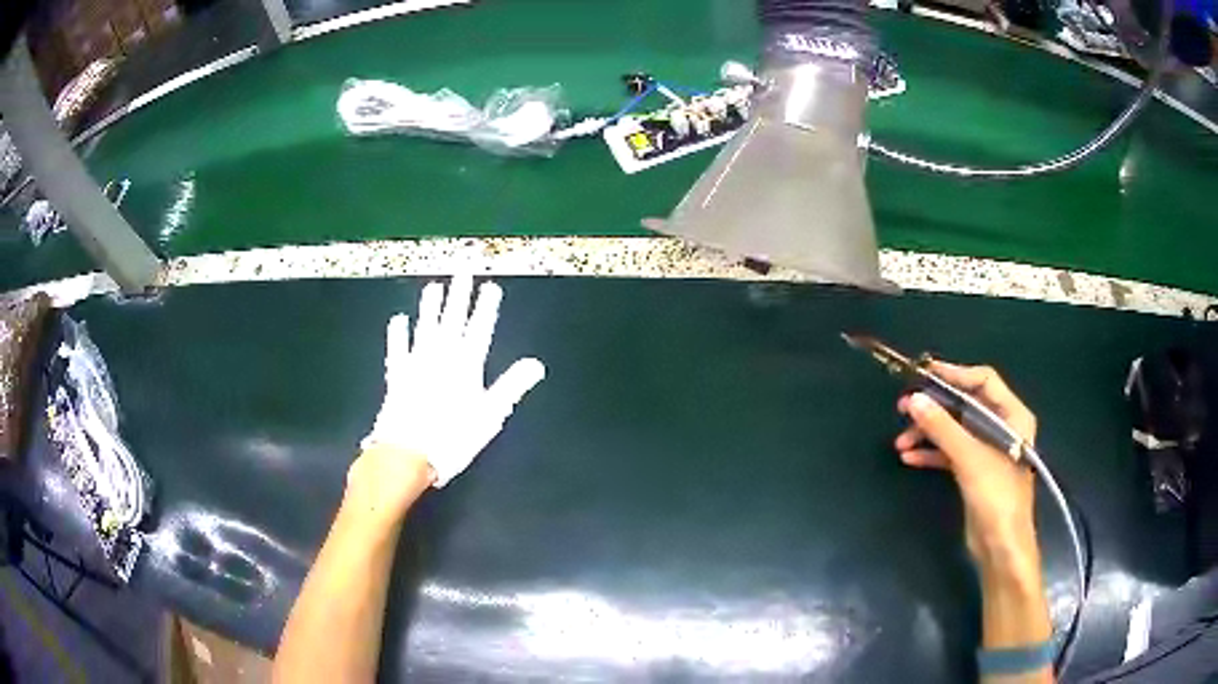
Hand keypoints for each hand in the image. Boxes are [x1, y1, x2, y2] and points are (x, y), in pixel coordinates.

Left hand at [359, 275, 545, 505]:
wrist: (407, 453)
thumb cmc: (452, 438)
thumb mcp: (489, 415)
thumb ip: (511, 386)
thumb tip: (536, 364)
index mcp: (467, 366)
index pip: (480, 329)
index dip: (486, 307)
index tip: (490, 286)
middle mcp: (441, 357)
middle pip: (452, 319)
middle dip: (459, 294)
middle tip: (463, 270)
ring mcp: (416, 363)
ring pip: (426, 326)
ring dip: (430, 306)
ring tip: (434, 287)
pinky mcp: (397, 375)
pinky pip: (398, 347)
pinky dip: (399, 333)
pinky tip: (399, 319)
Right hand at [895, 362, 1038, 570]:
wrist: (1001, 546)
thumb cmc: (996, 495)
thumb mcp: (970, 458)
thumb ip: (942, 427)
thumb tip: (914, 400)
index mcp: (1011, 415)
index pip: (983, 381)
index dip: (955, 374)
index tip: (924, 374)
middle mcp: (1000, 427)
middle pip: (964, 405)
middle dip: (934, 408)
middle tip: (903, 408)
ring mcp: (987, 450)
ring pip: (954, 430)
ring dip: (928, 433)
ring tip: (901, 442)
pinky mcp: (974, 471)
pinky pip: (950, 453)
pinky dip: (931, 453)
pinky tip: (909, 458)